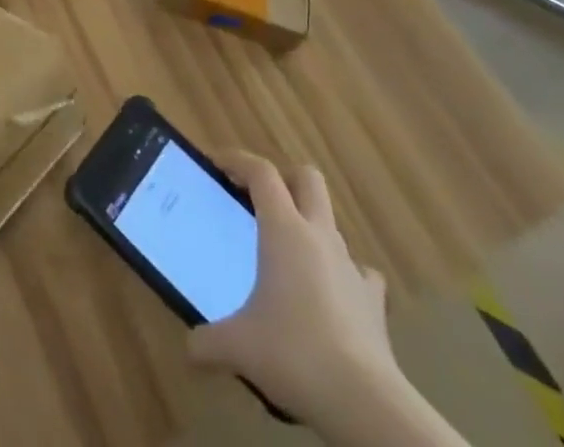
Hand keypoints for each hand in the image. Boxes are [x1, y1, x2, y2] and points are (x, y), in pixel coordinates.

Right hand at [187, 154, 403, 426]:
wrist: (366, 404)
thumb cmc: (294, 354)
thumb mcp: (238, 347)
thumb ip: (207, 342)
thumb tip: (189, 349)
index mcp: (284, 229)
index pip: (261, 172)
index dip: (237, 160)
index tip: (216, 164)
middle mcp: (319, 236)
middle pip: (307, 178)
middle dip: (284, 179)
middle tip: (258, 199)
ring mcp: (351, 266)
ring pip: (331, 223)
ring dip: (309, 227)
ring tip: (287, 254)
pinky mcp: (373, 301)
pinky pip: (359, 271)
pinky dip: (342, 273)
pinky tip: (329, 294)